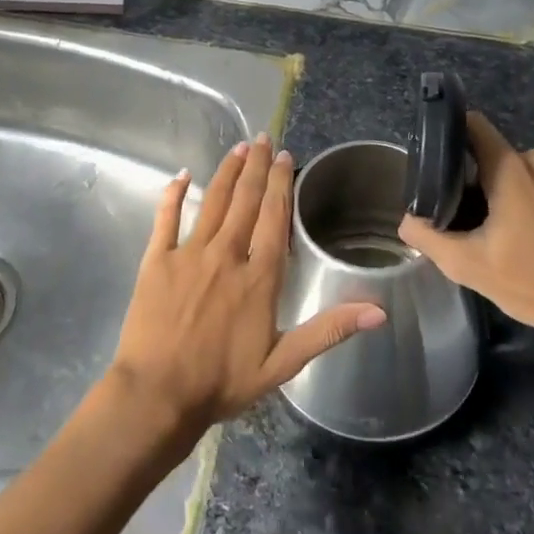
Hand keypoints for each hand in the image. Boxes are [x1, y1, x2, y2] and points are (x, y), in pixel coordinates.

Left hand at [105, 134, 384, 444]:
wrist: (157, 395)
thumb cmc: (221, 382)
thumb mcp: (282, 363)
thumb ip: (328, 330)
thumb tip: (377, 311)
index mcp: (258, 277)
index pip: (274, 218)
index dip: (282, 184)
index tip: (286, 157)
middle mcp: (226, 254)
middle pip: (245, 200)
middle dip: (256, 166)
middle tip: (263, 139)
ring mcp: (189, 253)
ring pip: (212, 201)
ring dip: (227, 172)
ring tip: (237, 148)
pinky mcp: (156, 259)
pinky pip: (166, 218)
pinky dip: (174, 193)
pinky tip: (182, 174)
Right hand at [398, 112, 533, 362]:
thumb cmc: (532, 284)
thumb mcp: (468, 265)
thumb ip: (428, 236)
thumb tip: (406, 220)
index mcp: (512, 169)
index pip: (475, 126)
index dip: (453, 134)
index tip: (440, 158)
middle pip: (498, 156)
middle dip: (482, 178)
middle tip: (472, 214)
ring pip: (525, 170)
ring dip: (512, 190)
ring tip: (505, 228)